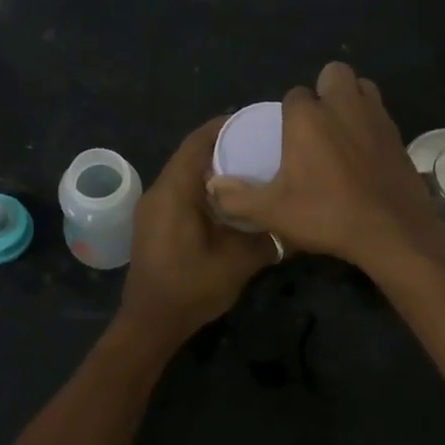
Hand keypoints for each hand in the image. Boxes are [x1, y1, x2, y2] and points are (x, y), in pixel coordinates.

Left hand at [120, 117, 278, 340]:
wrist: (150, 323)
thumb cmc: (191, 288)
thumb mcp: (238, 262)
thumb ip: (268, 238)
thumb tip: (294, 223)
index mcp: (175, 191)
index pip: (197, 143)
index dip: (224, 126)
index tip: (254, 122)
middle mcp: (158, 191)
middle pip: (189, 154)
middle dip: (222, 145)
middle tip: (258, 144)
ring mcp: (152, 208)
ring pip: (183, 173)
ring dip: (211, 167)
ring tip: (247, 167)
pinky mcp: (152, 222)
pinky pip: (179, 191)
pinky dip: (201, 186)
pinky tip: (227, 199)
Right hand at [206, 62, 444, 272]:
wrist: (391, 231)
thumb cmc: (327, 215)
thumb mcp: (274, 212)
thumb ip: (238, 197)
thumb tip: (212, 186)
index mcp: (307, 117)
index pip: (294, 94)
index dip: (289, 112)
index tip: (288, 138)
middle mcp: (342, 106)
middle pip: (334, 73)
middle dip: (324, 89)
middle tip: (317, 124)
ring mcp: (375, 116)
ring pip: (362, 86)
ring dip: (351, 98)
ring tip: (341, 129)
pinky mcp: (398, 134)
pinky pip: (380, 112)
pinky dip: (370, 121)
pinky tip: (364, 151)